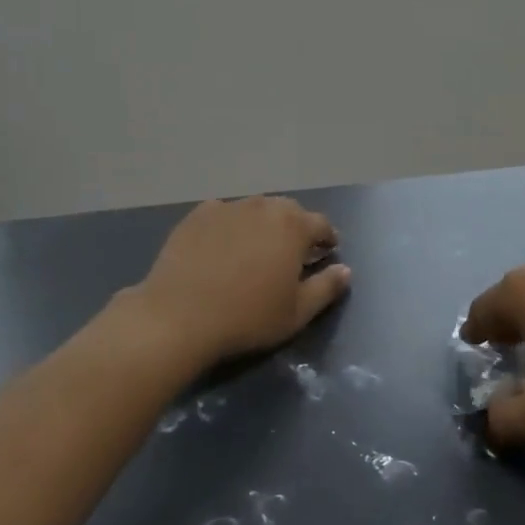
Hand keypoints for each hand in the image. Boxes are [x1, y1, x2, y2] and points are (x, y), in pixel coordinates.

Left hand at [134, 197, 350, 366]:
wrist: (178, 316)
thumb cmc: (247, 317)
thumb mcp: (297, 312)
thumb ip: (327, 287)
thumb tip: (345, 270)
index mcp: (293, 226)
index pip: (322, 224)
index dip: (328, 239)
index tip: (327, 253)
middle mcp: (263, 207)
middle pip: (289, 211)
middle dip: (296, 229)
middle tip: (292, 254)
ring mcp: (228, 207)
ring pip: (255, 210)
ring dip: (263, 225)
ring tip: (256, 251)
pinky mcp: (197, 215)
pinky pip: (224, 215)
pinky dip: (230, 227)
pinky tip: (222, 248)